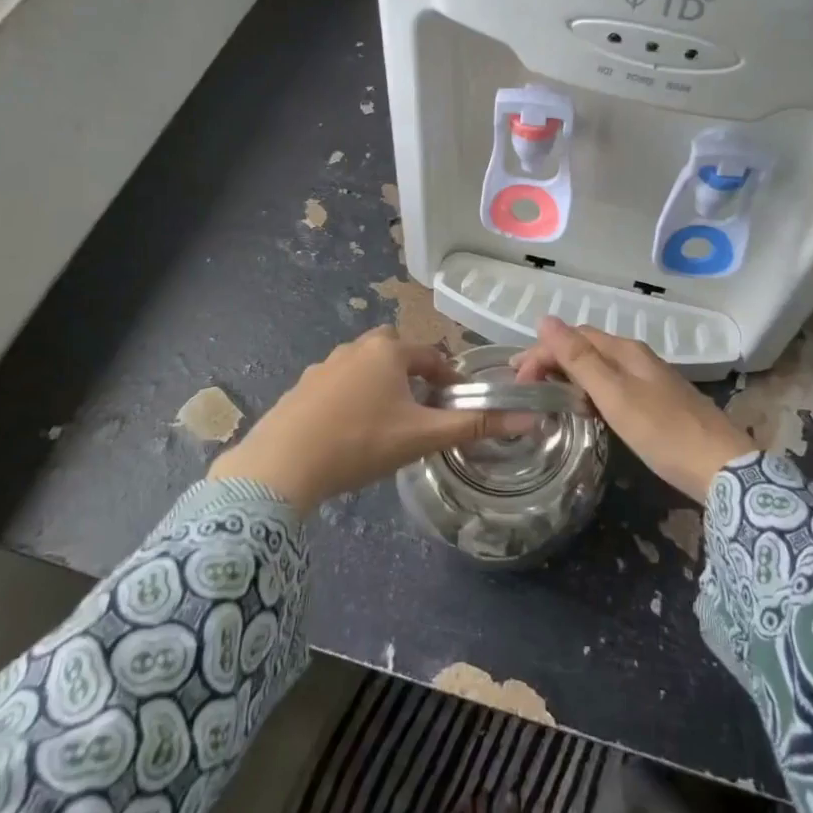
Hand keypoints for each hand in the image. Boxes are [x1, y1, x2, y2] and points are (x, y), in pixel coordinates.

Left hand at [208, 327, 515, 511]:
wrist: (282, 465)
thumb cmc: (360, 442)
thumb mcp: (422, 436)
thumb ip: (474, 425)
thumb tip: (530, 419)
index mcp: (388, 351)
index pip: (431, 355)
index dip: (448, 378)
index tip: (455, 404)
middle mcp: (356, 347)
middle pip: (395, 352)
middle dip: (411, 373)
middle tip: (419, 409)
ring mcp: (323, 365)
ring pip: (364, 367)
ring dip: (380, 385)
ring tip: (385, 422)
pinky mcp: (301, 387)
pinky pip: (337, 384)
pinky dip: (350, 398)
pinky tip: (347, 431)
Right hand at [514, 317, 752, 502]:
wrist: (722, 467)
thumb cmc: (662, 431)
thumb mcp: (614, 395)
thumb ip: (579, 359)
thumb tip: (545, 319)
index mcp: (625, 351)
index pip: (574, 337)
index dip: (542, 351)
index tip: (518, 379)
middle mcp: (637, 357)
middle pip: (587, 347)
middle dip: (553, 359)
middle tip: (525, 386)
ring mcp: (650, 379)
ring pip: (600, 366)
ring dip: (570, 374)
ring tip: (546, 396)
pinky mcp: (657, 401)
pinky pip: (613, 384)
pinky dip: (589, 390)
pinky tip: (585, 409)